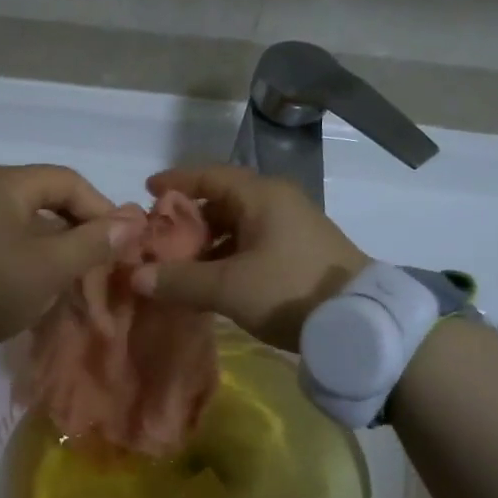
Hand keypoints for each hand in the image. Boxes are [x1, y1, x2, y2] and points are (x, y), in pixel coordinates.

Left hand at [0, 165, 136, 344]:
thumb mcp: (50, 266)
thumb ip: (94, 242)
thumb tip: (134, 222)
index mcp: (6, 183)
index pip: (69, 182)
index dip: (101, 209)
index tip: (121, 241)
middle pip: (49, 201)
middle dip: (81, 231)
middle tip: (102, 261)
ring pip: (31, 224)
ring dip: (59, 247)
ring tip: (77, 277)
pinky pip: (11, 240)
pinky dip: (34, 257)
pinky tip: (45, 283)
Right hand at [132, 165, 369, 351]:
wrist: (361, 321)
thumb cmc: (290, 290)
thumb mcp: (229, 287)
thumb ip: (180, 280)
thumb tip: (136, 277)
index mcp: (261, 196)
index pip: (209, 175)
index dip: (176, 181)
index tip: (147, 190)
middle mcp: (277, 202)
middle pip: (222, 200)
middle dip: (188, 218)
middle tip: (159, 237)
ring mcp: (292, 226)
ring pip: (238, 225)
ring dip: (207, 242)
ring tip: (180, 264)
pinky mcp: (300, 251)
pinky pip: (253, 243)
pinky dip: (228, 255)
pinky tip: (212, 280)